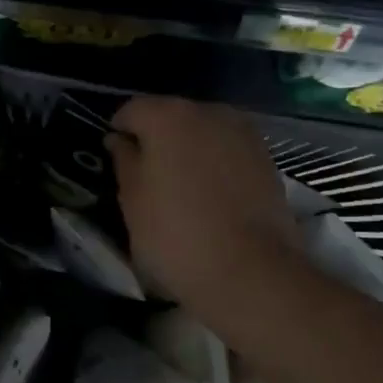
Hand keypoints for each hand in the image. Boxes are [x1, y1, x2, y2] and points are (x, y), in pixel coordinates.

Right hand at [106, 96, 300, 319]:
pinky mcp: (267, 158)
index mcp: (168, 116)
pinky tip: (212, 196)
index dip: (119, 132)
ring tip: (182, 188)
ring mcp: (243, 132)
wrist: (252, 272)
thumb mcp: (132, 202)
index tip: (115, 161)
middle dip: (156, 139)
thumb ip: (124, 162)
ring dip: (189, 150)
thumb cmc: (176, 236)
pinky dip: (216, 163)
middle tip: (147, 177)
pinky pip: (228, 150)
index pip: (132, 110)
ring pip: (203, 132)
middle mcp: (208, 111)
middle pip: (171, 116)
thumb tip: (120, 141)